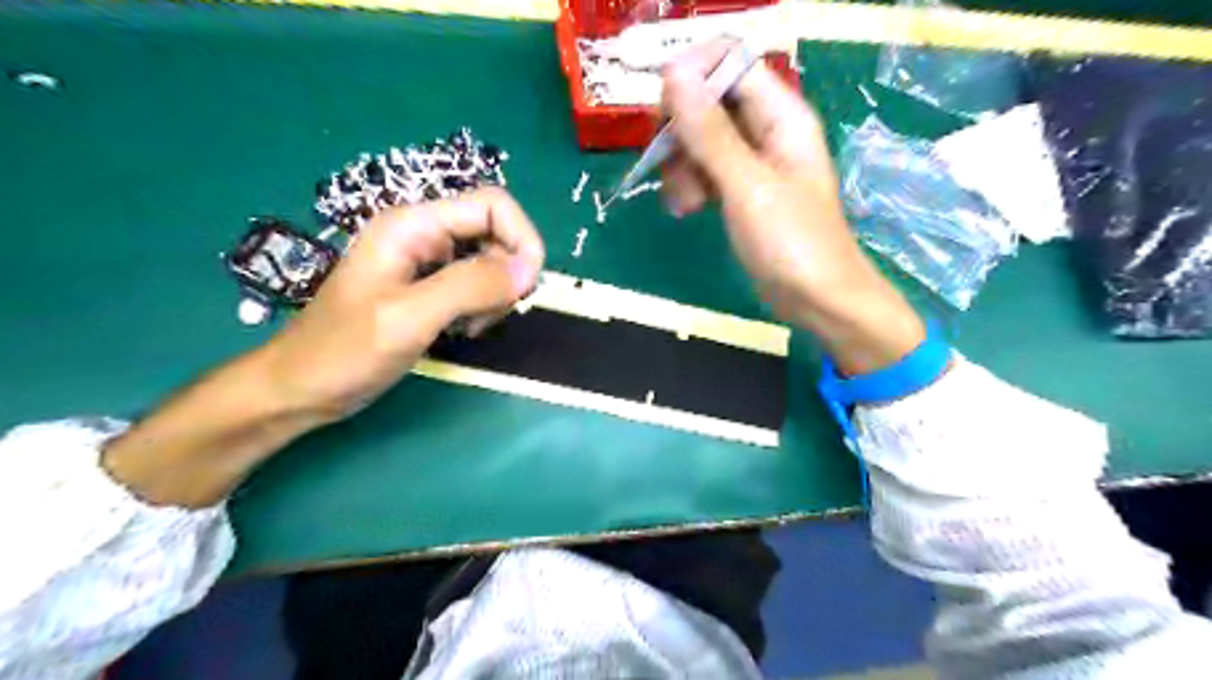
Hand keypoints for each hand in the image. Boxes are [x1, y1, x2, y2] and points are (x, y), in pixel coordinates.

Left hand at [265, 186, 548, 418]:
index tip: (524, 288)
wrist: (302, 388)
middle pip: (496, 232)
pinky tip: (462, 330)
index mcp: (414, 225)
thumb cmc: (345, 351)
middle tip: (486, 315)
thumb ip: (470, 286)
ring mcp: (427, 261)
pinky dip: (483, 307)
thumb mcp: (410, 317)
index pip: (493, 205)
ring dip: (495, 295)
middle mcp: (424, 234)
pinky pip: (476, 285)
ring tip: (469, 327)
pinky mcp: (429, 287)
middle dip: (507, 274)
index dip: (521, 240)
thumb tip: (529, 269)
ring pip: (491, 261)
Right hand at [658, 43, 925, 370]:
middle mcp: (766, 128)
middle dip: (679, 130)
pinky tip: (684, 210)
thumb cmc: (793, 244)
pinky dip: (688, 185)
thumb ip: (711, 133)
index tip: (663, 115)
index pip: (729, 61)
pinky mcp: (739, 190)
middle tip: (666, 165)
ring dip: (679, 164)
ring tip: (681, 202)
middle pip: (707, 100)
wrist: (817, 300)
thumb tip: (674, 74)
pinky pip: (703, 170)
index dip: (691, 76)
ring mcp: (751, 161)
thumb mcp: (748, 187)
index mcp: (780, 114)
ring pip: (699, 138)